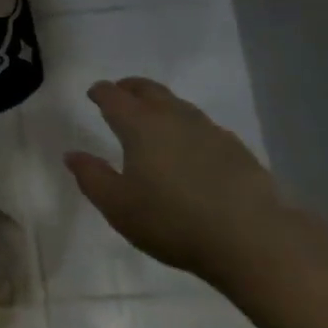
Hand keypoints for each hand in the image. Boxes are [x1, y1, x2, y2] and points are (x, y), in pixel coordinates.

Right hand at [63, 78, 291, 286]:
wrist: (253, 240)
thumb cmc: (173, 221)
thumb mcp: (117, 206)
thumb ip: (91, 177)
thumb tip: (73, 155)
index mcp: (140, 125)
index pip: (114, 97)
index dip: (101, 92)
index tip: (94, 94)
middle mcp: (174, 118)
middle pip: (149, 90)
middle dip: (130, 88)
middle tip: (120, 93)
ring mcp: (209, 131)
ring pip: (178, 105)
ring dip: (160, 105)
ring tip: (153, 119)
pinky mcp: (237, 150)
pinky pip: (203, 127)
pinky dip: (187, 128)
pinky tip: (190, 147)